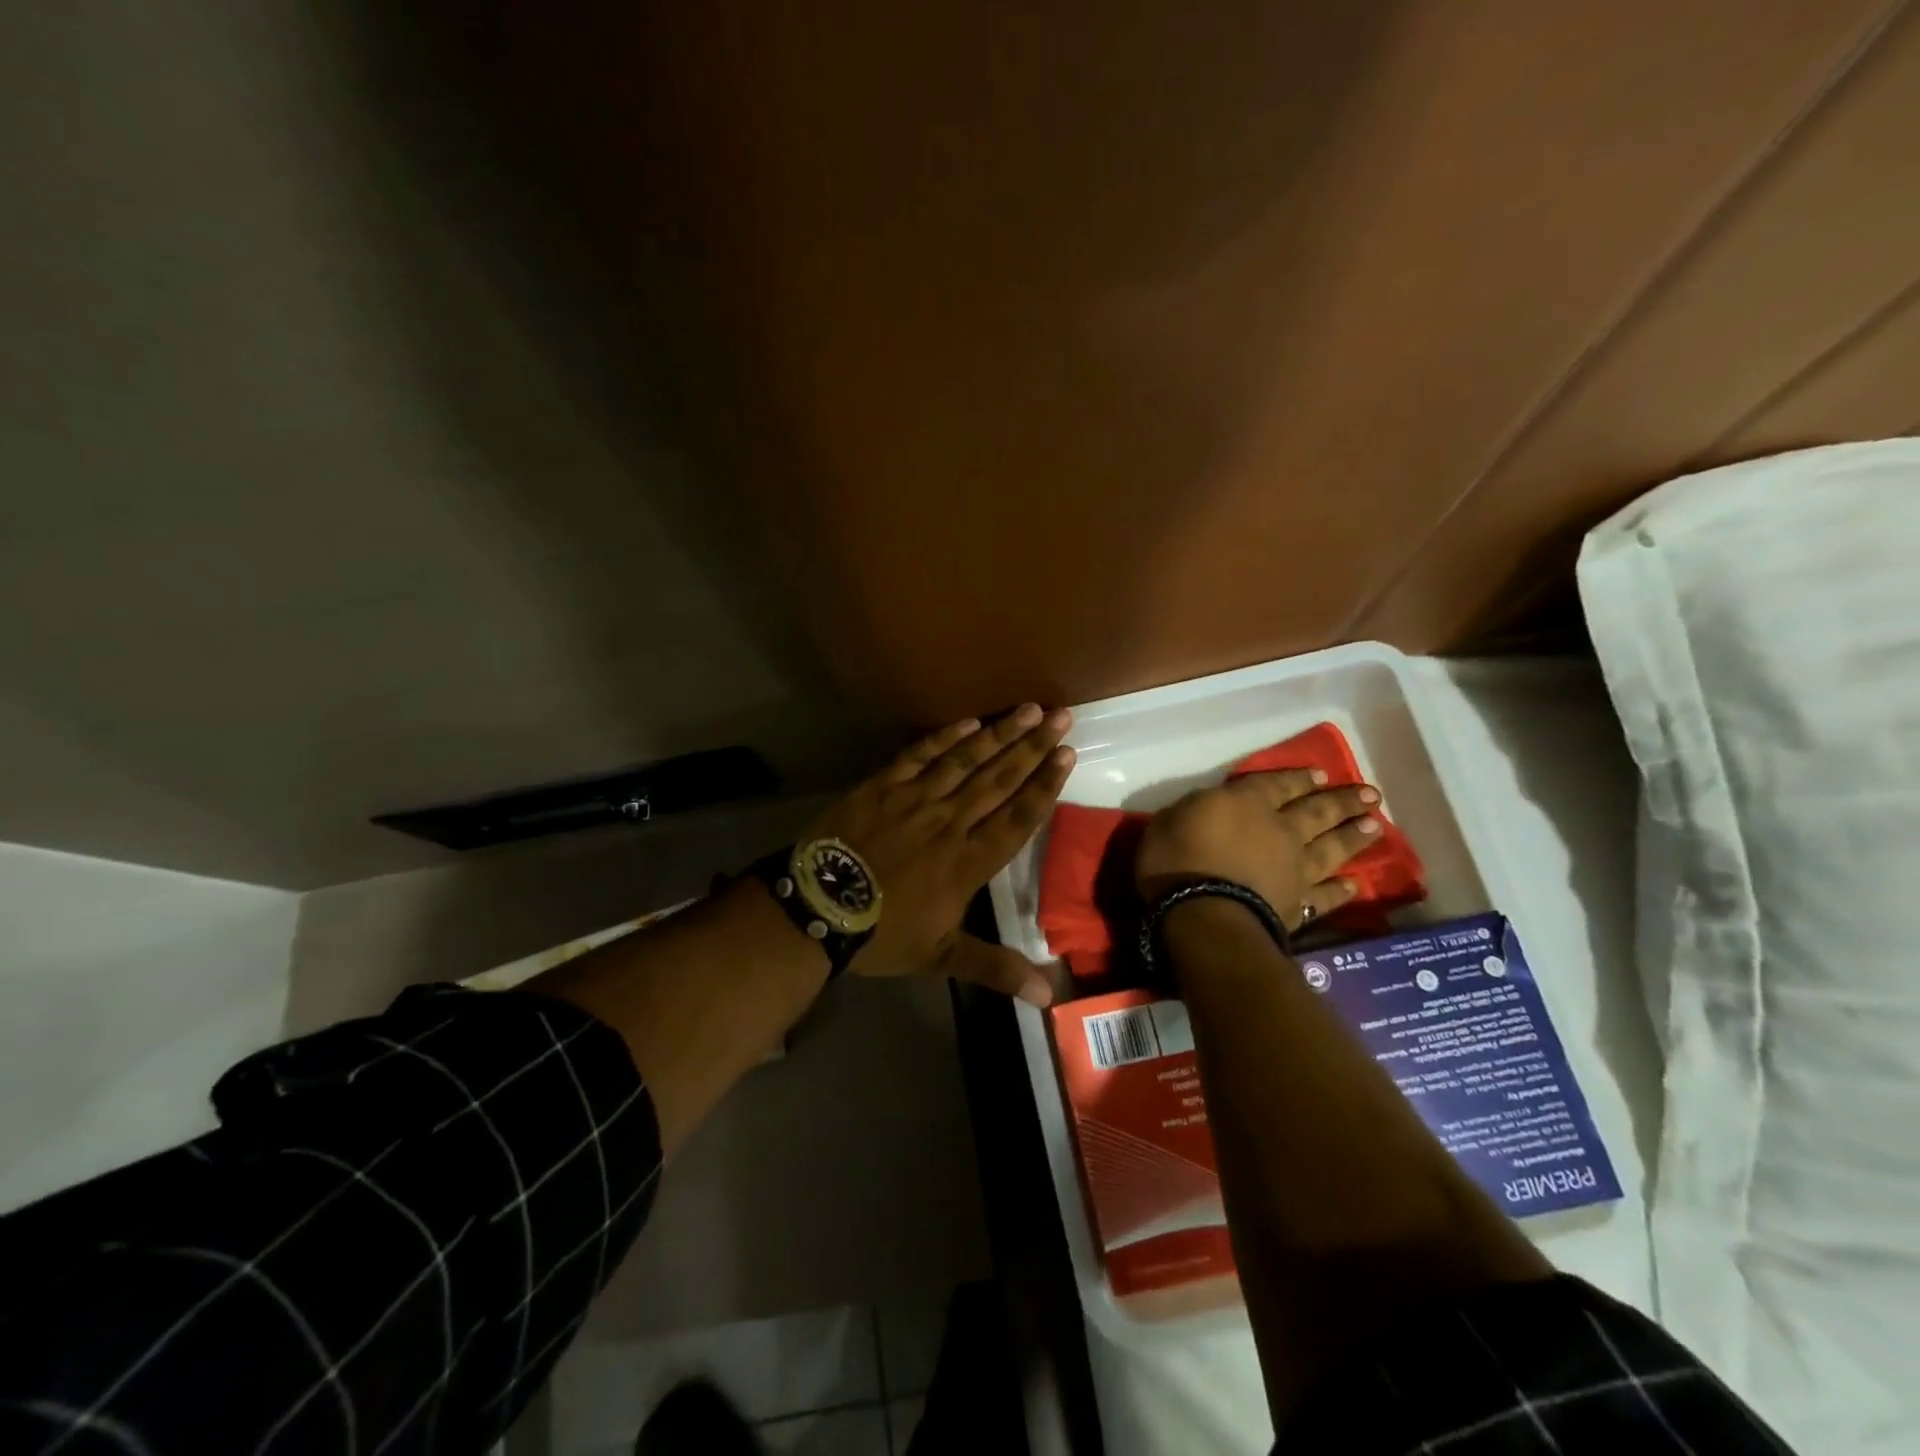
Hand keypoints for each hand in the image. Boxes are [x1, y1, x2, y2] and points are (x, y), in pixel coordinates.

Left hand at [802, 705, 1075, 1003]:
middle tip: (1061, 717)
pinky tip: (969, 722)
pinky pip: (919, 755)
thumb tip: (1048, 996)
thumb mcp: (940, 956)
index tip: (1067, 756)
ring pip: (966, 761)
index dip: (1045, 785)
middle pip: (999, 780)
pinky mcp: (883, 786)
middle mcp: (949, 823)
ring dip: (1000, 734)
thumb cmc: (882, 934)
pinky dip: (945, 737)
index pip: (1018, 818)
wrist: (816, 909)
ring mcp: (915, 800)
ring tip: (1028, 709)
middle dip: (1033, 747)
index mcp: (968, 862)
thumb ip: (996, 967)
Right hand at [1135, 770, 1382, 929]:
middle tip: (1371, 795)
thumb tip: (1210, 808)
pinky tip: (1354, 886)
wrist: (1203, 915)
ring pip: (1332, 849)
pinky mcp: (1297, 905)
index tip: (1320, 774)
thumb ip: (1196, 810)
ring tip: (1376, 827)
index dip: (1299, 778)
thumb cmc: (1176, 860)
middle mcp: (1281, 831)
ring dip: (1354, 837)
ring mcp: (1294, 870)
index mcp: (1247, 803)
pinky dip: (1340, 891)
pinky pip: (1324, 896)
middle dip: (1343, 801)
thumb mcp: (1169, 820)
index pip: (1278, 784)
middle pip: (1318, 811)